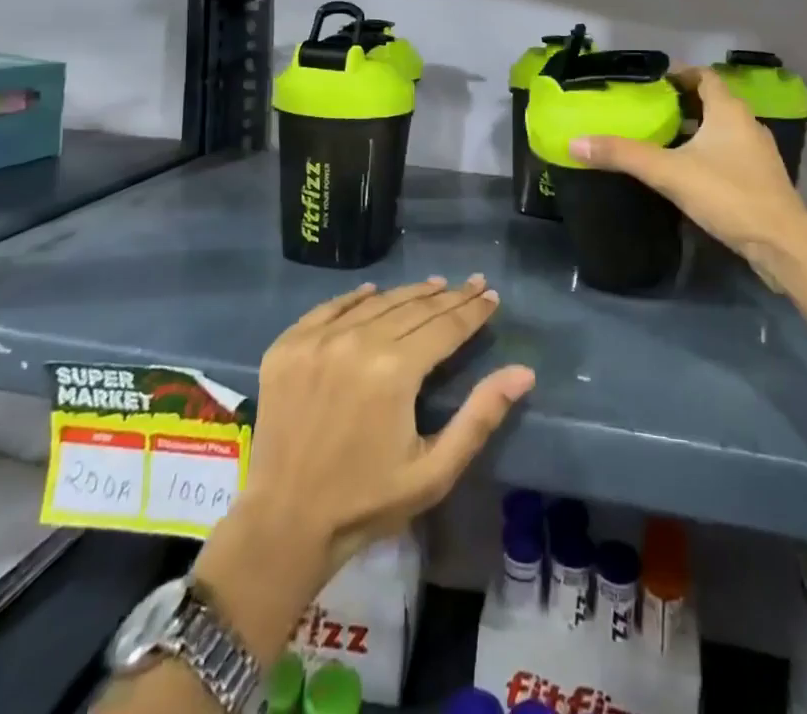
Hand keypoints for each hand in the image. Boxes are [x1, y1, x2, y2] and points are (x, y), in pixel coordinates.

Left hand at [193, 278, 535, 658]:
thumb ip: (479, 417)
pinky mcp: (288, 346)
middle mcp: (356, 342)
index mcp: (394, 370)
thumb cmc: (367, 501)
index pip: (445, 327)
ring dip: (408, 294)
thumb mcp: (434, 471)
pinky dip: (356, 298)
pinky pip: (329, 309)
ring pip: (376, 303)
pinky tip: (373, 291)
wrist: (282, 524)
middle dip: (448, 296)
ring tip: (434, 285)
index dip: (472, 311)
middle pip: (413, 308)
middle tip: (471, 283)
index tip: (491, 295)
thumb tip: (523, 372)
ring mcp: (318, 340)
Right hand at [570, 67, 806, 271]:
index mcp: (729, 111)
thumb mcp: (669, 173)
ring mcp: (757, 153)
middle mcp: (747, 124)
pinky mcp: (761, 178)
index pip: (705, 76)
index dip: (679, 74)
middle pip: (713, 102)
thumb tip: (575, 142)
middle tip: (649, 112)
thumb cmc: (728, 195)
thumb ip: (623, 155)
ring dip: (695, 129)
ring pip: (722, 129)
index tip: (652, 84)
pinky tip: (687, 172)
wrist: (782, 243)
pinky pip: (729, 153)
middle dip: (682, 104)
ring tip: (663, 140)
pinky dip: (707, 152)